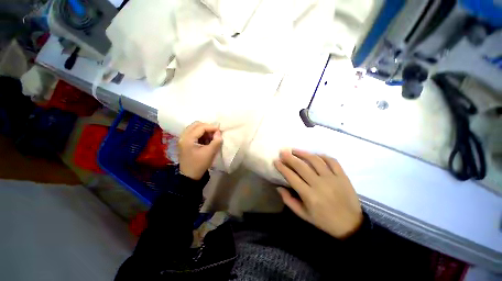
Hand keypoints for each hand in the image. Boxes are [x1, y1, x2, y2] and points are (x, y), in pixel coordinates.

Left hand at [178, 122, 222, 179]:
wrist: (190, 176)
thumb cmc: (199, 164)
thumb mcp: (210, 153)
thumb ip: (216, 141)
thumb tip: (219, 132)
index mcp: (188, 139)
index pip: (200, 127)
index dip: (211, 127)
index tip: (220, 130)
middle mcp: (183, 136)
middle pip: (196, 125)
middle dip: (207, 127)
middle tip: (215, 132)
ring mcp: (183, 139)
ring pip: (195, 128)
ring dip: (204, 130)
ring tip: (212, 137)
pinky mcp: (185, 142)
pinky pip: (194, 133)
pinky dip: (201, 134)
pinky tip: (207, 140)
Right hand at [274, 149, 362, 238]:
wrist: (351, 224)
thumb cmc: (324, 220)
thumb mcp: (303, 214)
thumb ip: (289, 200)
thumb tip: (278, 187)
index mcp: (309, 195)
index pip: (291, 177)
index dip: (282, 168)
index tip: (276, 161)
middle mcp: (319, 184)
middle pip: (301, 166)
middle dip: (290, 157)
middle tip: (283, 152)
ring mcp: (332, 178)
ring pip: (315, 160)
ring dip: (303, 153)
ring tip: (295, 150)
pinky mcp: (342, 176)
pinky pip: (332, 161)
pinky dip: (322, 156)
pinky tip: (314, 155)